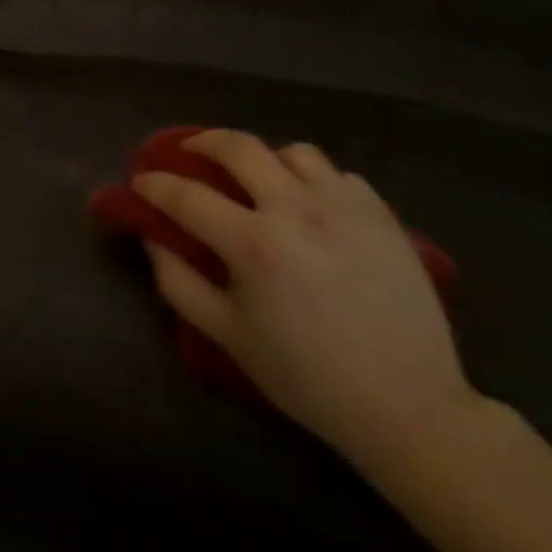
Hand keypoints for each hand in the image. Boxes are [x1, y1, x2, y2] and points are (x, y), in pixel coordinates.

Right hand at [134, 131, 476, 466]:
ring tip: (261, 179)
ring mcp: (344, 208)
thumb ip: (179, 284)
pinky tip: (313, 207)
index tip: (140, 181)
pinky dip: (317, 182)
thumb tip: (154, 239)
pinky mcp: (382, 217)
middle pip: (239, 146)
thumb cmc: (308, 378)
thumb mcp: (229, 337)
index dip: (154, 184)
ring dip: (266, 159)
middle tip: (190, 152)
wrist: (411, 409)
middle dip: (203, 142)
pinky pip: (340, 176)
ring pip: (294, 152)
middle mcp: (296, 210)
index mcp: (253, 243)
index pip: (186, 195)